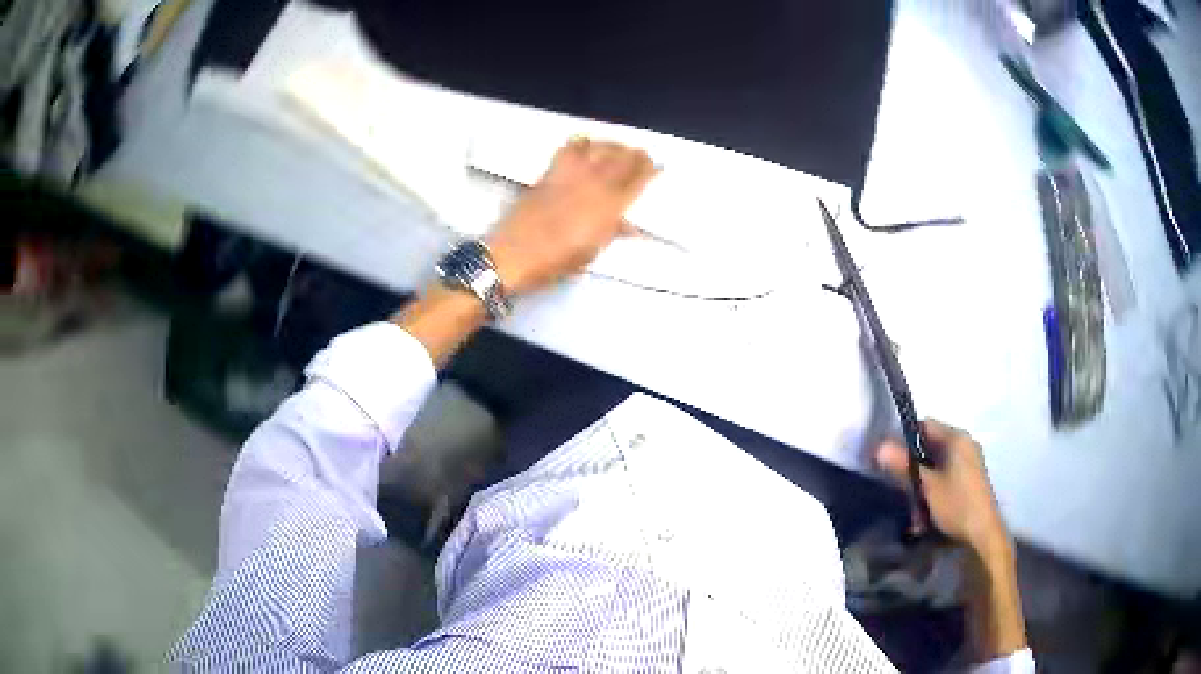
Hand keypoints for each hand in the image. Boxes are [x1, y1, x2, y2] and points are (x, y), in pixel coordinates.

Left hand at [485, 138, 657, 294]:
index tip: (658, 166)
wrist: (514, 254)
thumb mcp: (591, 253)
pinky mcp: (550, 172)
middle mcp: (594, 185)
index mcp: (609, 208)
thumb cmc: (555, 262)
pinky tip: (586, 145)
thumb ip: (612, 233)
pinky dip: (582, 143)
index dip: (650, 171)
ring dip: (613, 145)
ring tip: (619, 147)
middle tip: (642, 154)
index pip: (637, 181)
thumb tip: (631, 226)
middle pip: (622, 159)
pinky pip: (570, 148)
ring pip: (599, 148)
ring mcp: (571, 175)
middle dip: (635, 155)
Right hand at [875, 419, 1008, 555]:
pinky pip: (945, 477)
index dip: (904, 438)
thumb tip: (879, 447)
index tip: (889, 458)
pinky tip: (925, 514)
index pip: (925, 425)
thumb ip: (904, 465)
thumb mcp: (927, 486)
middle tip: (899, 486)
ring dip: (921, 483)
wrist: (982, 533)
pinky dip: (933, 490)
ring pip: (936, 465)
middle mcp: (965, 444)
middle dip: (912, 467)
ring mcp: (969, 462)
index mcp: (957, 438)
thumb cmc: (956, 504)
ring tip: (913, 508)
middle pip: (930, 446)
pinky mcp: (970, 479)